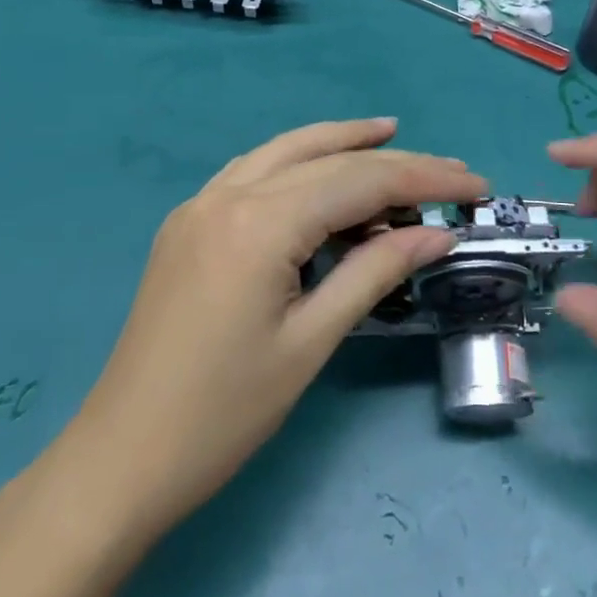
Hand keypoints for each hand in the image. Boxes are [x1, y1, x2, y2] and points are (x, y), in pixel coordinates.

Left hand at [65, 118, 486, 539]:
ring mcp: (201, 204)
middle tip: (449, 171)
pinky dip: (297, 164)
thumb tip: (436, 233)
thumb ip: (375, 273)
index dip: (422, 178)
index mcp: (258, 223)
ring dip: (339, 143)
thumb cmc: (224, 414)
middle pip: (325, 158)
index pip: (358, 181)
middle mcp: (227, 195)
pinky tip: (322, 173)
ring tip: (390, 139)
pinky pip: (254, 173)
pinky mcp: (189, 223)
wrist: (122, 457)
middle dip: (392, 160)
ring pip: (284, 151)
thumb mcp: (311, 342)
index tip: (474, 185)